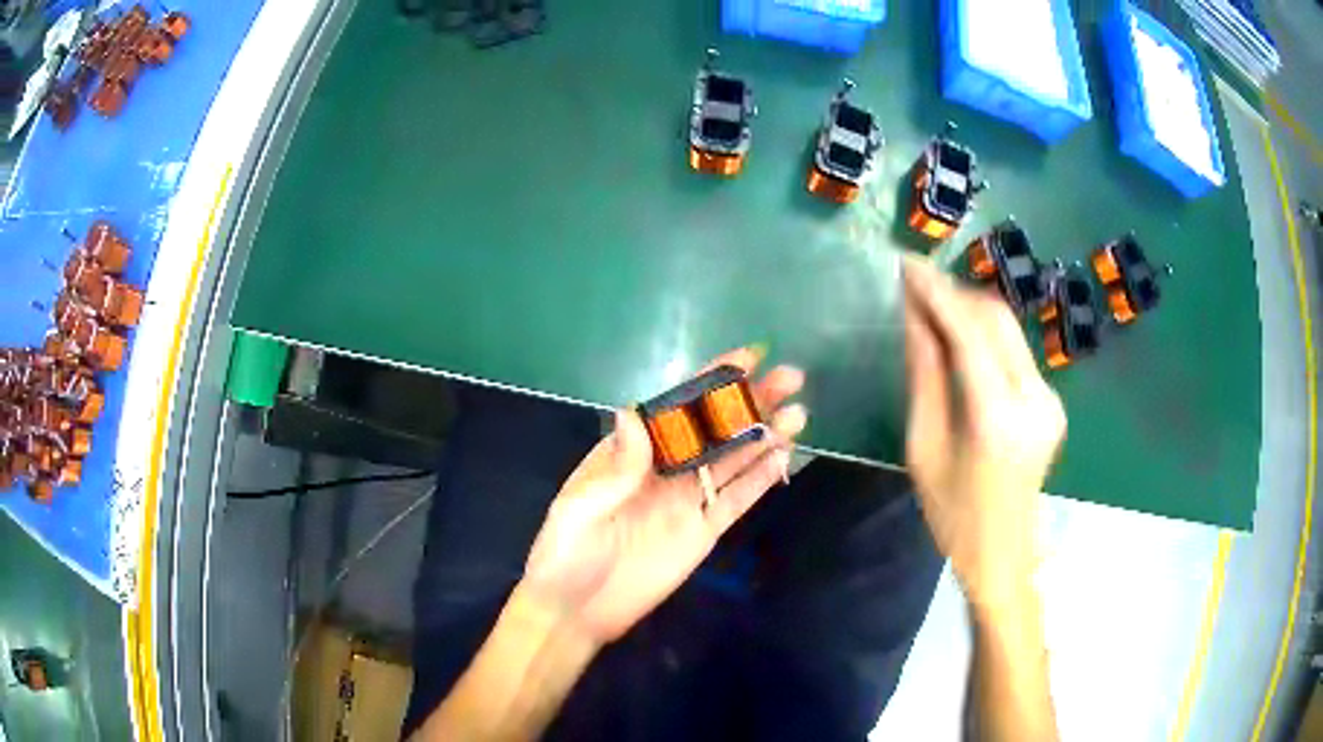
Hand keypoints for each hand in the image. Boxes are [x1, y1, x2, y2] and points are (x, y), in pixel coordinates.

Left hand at [520, 348, 807, 643]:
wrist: (576, 611)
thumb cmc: (566, 554)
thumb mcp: (581, 508)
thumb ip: (617, 468)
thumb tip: (633, 411)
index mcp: (631, 453)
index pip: (676, 408)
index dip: (711, 381)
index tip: (747, 359)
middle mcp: (665, 469)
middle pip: (715, 429)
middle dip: (751, 402)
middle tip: (790, 379)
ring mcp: (687, 501)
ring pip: (733, 461)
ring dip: (764, 436)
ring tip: (799, 414)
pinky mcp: (703, 532)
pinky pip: (737, 500)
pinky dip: (761, 478)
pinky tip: (784, 457)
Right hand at [901, 256, 1065, 612]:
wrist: (1003, 553)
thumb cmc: (953, 513)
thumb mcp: (924, 447)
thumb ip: (924, 375)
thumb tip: (914, 317)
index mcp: (997, 418)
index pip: (969, 333)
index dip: (937, 293)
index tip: (906, 265)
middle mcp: (1034, 398)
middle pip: (996, 319)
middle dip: (955, 292)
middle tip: (916, 281)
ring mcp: (1049, 398)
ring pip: (1009, 329)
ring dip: (970, 309)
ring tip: (931, 302)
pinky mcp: (1052, 400)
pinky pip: (1016, 351)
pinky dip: (985, 334)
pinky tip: (960, 336)